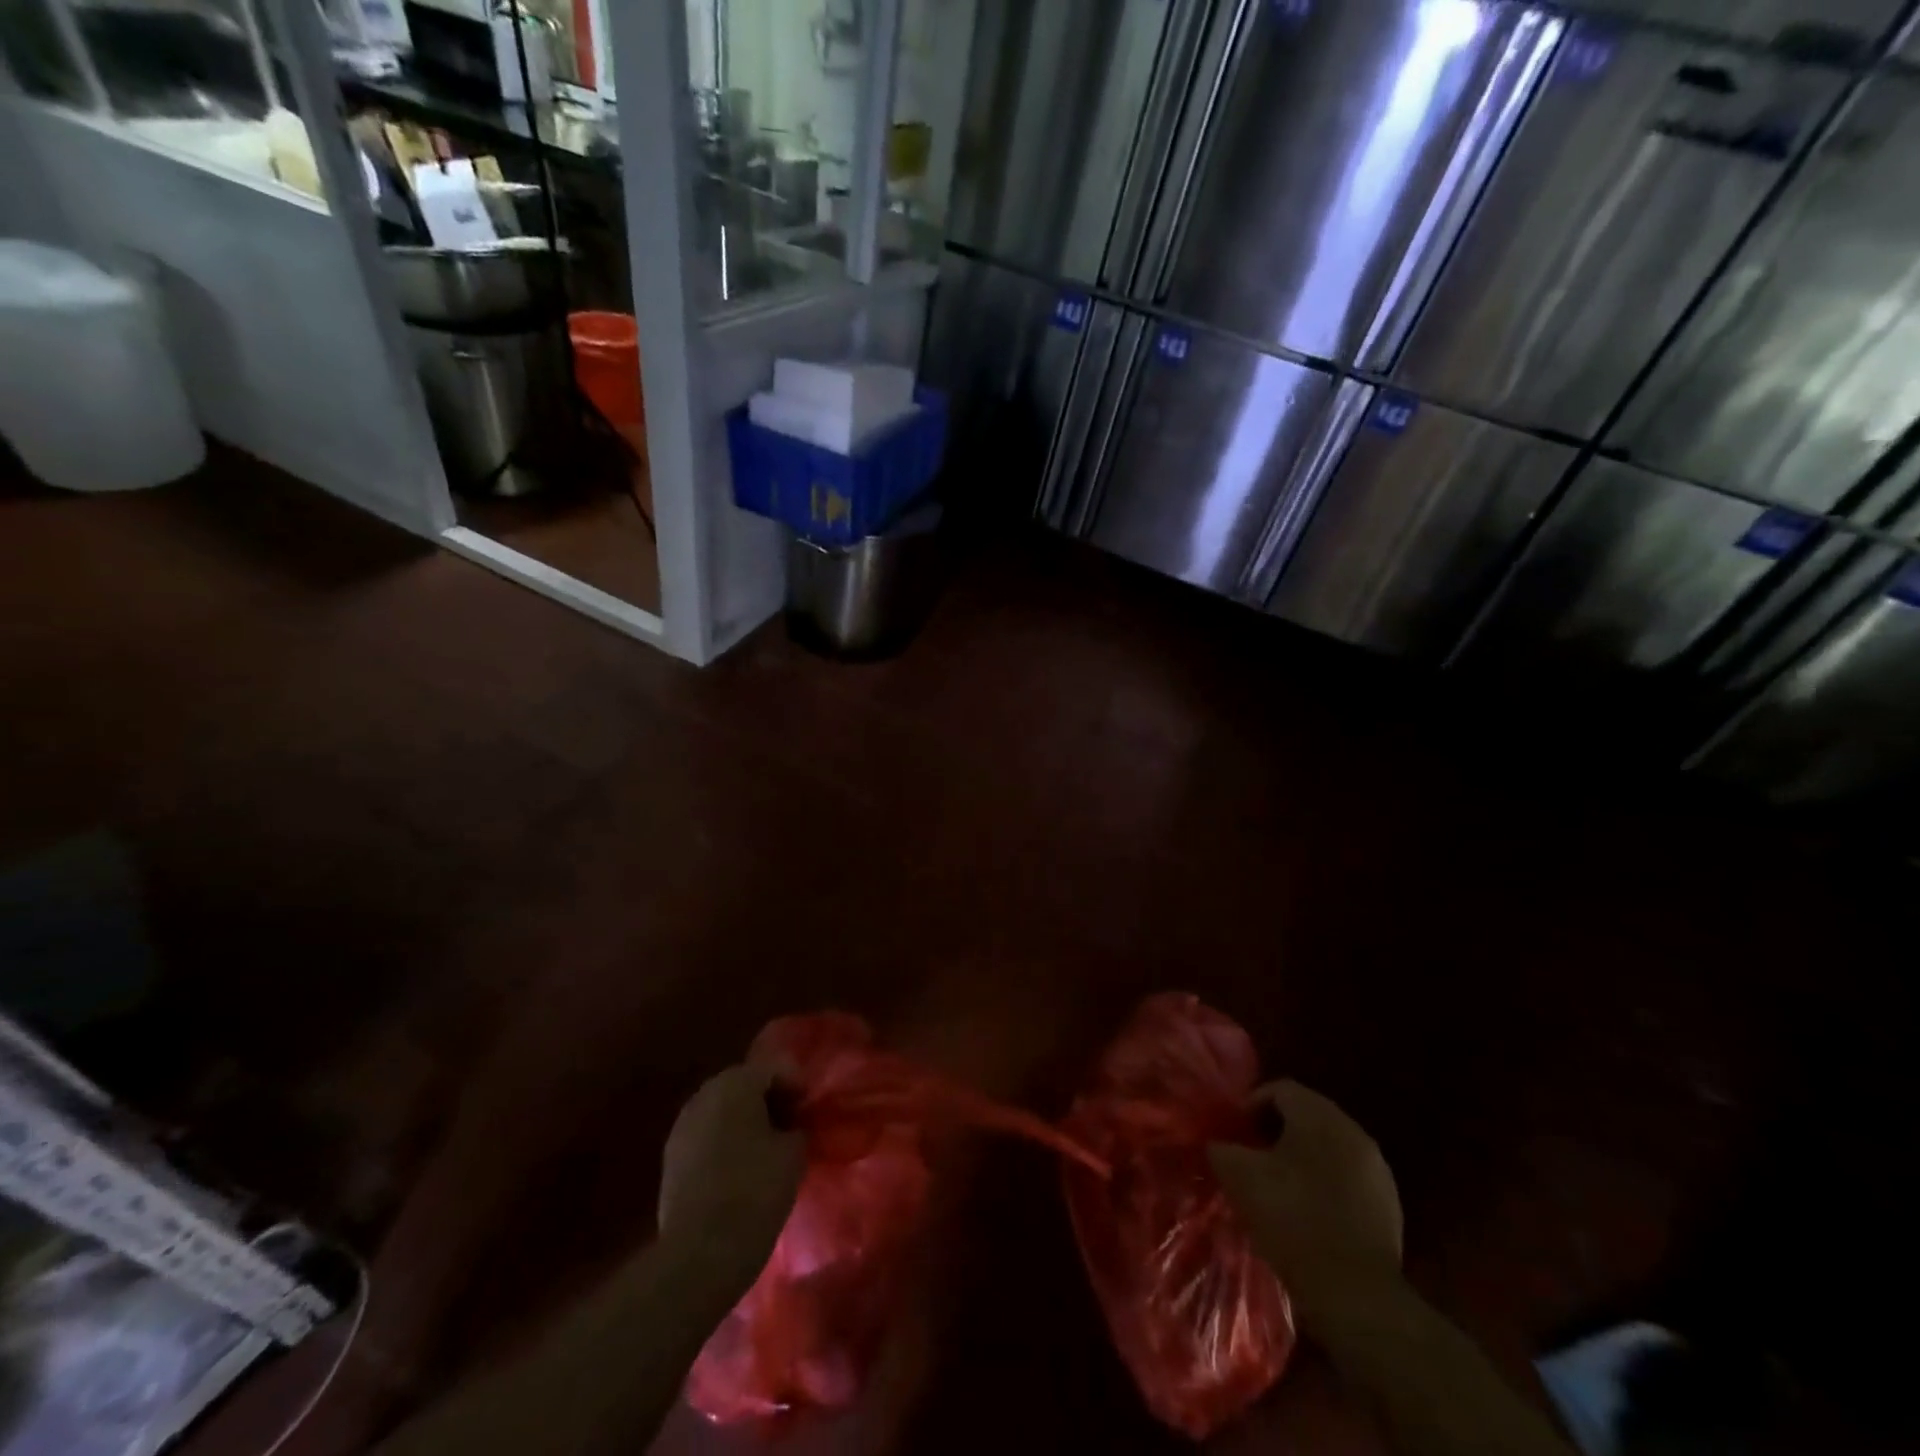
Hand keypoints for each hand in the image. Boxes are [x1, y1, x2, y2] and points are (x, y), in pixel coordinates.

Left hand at [658, 1063, 805, 1278]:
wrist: (701, 1253)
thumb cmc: (755, 1191)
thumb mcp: (793, 1153)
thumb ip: (794, 1128)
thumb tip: (789, 1127)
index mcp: (734, 1084)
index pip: (772, 1068)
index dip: (795, 1085)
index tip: (809, 1110)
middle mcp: (703, 1096)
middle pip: (742, 1086)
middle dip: (767, 1101)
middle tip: (790, 1125)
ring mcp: (681, 1128)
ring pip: (721, 1112)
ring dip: (743, 1123)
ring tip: (766, 1150)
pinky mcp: (670, 1160)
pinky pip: (705, 1137)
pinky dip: (724, 1144)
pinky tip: (740, 1170)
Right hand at [1209, 1080, 1403, 1335]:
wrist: (1356, 1295)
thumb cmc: (1292, 1220)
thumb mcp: (1240, 1176)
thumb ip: (1221, 1147)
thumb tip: (1216, 1142)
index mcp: (1319, 1116)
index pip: (1280, 1089)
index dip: (1251, 1105)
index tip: (1234, 1133)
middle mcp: (1353, 1132)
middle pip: (1307, 1115)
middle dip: (1275, 1130)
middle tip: (1251, 1155)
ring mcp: (1376, 1169)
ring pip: (1328, 1147)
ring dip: (1302, 1157)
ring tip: (1277, 1185)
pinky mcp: (1389, 1205)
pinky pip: (1348, 1177)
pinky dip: (1325, 1183)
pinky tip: (1308, 1211)